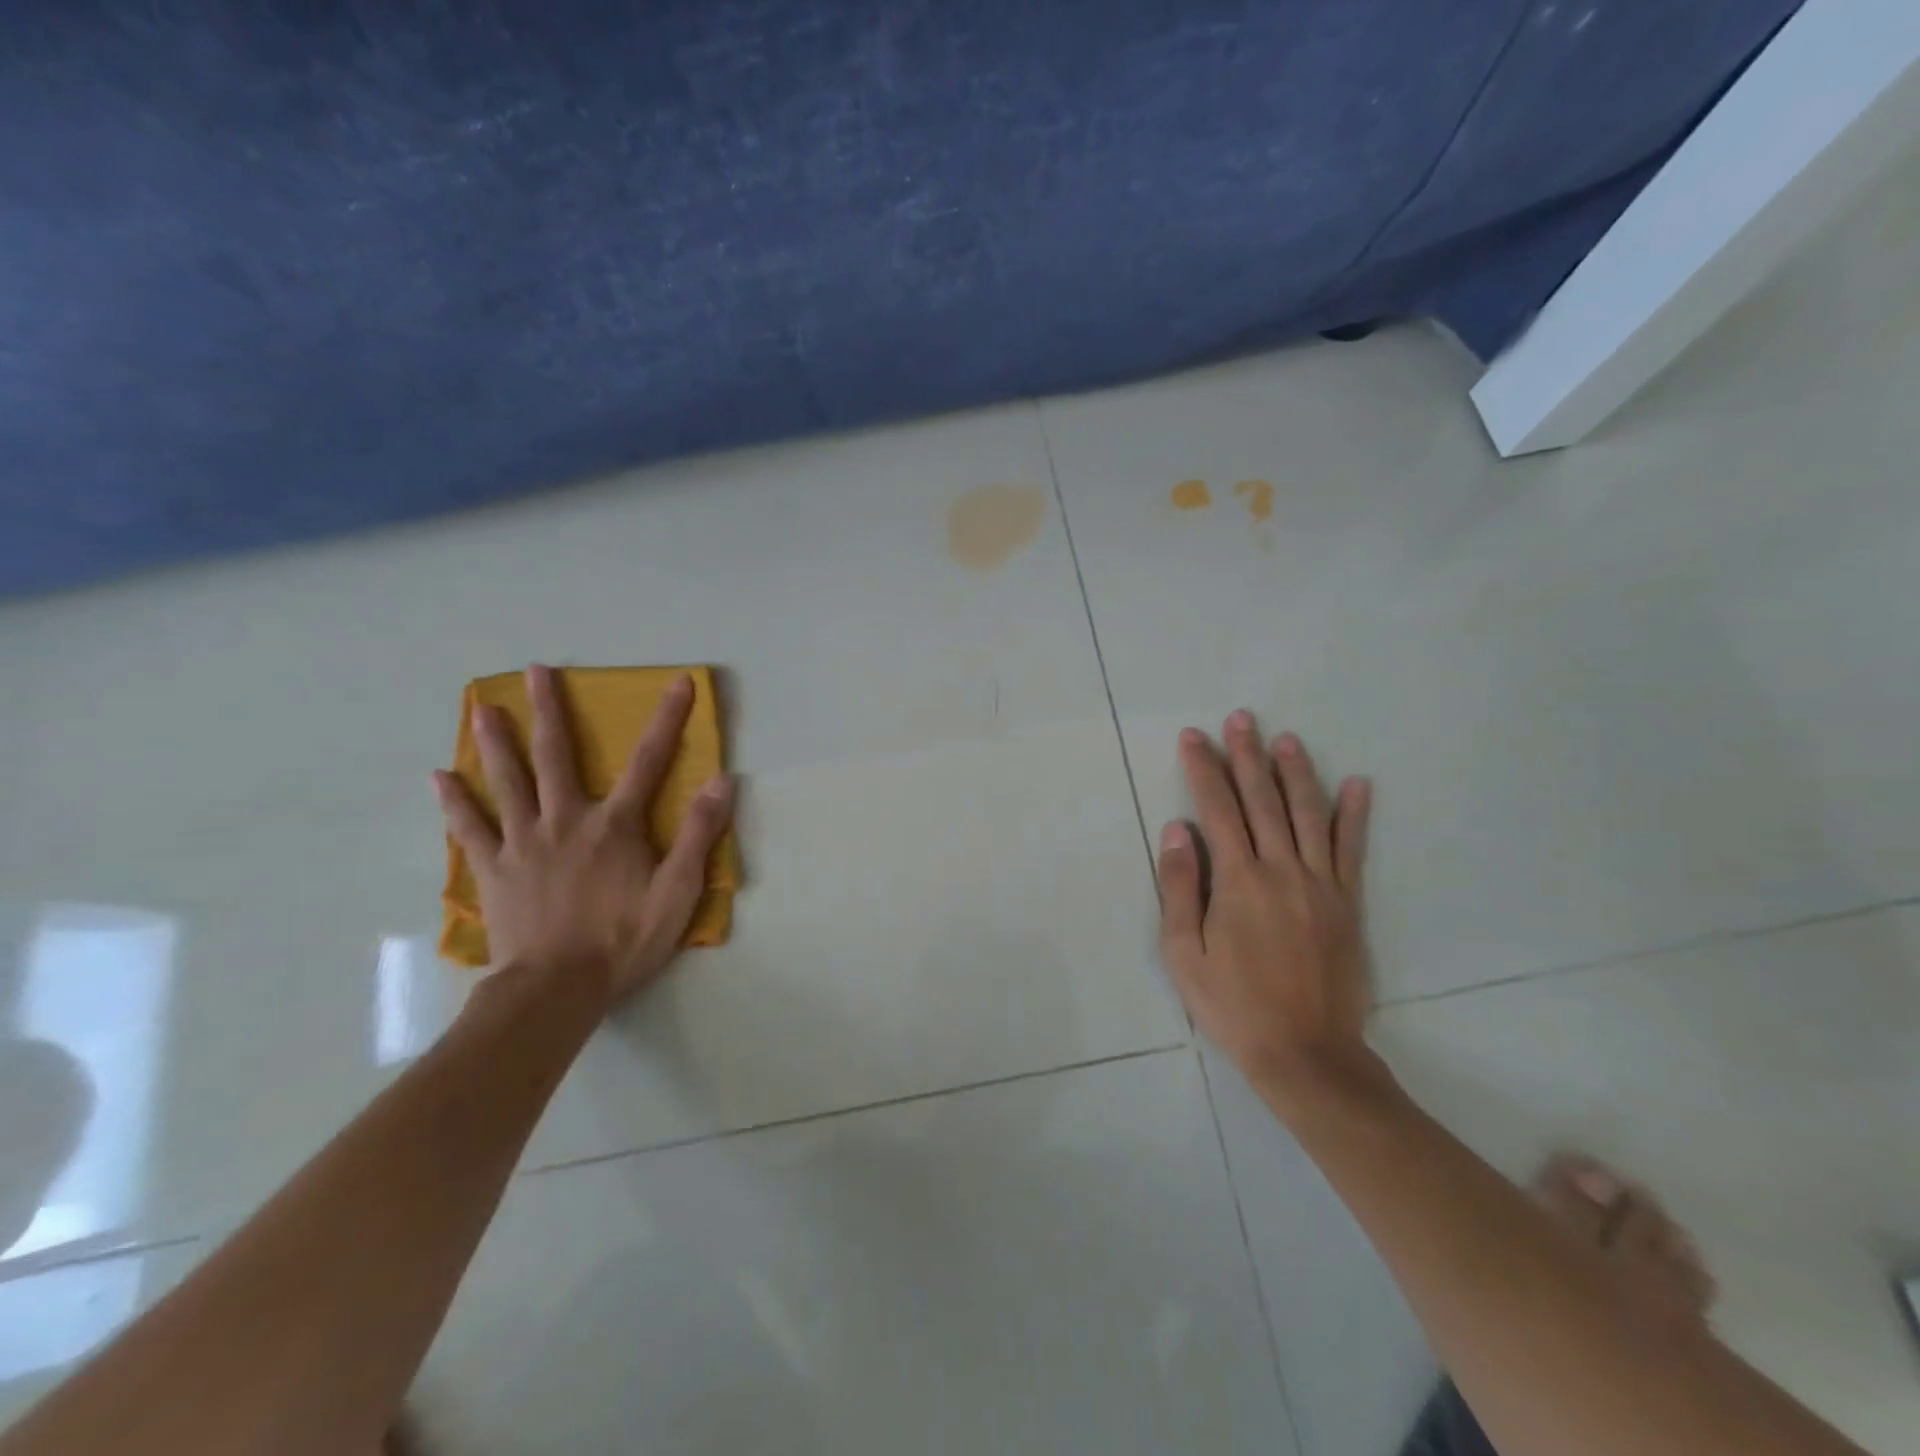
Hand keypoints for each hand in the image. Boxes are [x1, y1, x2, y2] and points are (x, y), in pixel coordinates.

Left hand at [433, 664, 733, 1005]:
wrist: (555, 991)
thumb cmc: (622, 942)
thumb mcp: (677, 893)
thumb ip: (698, 835)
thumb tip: (721, 781)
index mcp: (615, 826)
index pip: (649, 762)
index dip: (667, 719)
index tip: (678, 683)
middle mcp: (566, 821)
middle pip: (557, 756)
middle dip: (550, 710)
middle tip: (536, 670)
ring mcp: (523, 843)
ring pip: (508, 782)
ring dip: (497, 742)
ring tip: (483, 707)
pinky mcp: (493, 870)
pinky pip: (469, 828)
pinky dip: (454, 802)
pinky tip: (439, 777)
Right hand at [1156, 711, 1375, 1106]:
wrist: (1306, 1053)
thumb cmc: (1233, 1005)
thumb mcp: (1184, 954)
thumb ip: (1181, 887)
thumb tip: (1178, 830)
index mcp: (1238, 881)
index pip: (1217, 809)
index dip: (1203, 769)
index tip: (1194, 737)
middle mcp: (1281, 870)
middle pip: (1262, 800)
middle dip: (1247, 756)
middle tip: (1241, 719)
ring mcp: (1320, 884)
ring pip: (1308, 814)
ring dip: (1296, 772)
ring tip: (1286, 738)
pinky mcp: (1348, 903)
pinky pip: (1353, 850)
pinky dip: (1355, 815)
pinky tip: (1358, 784)